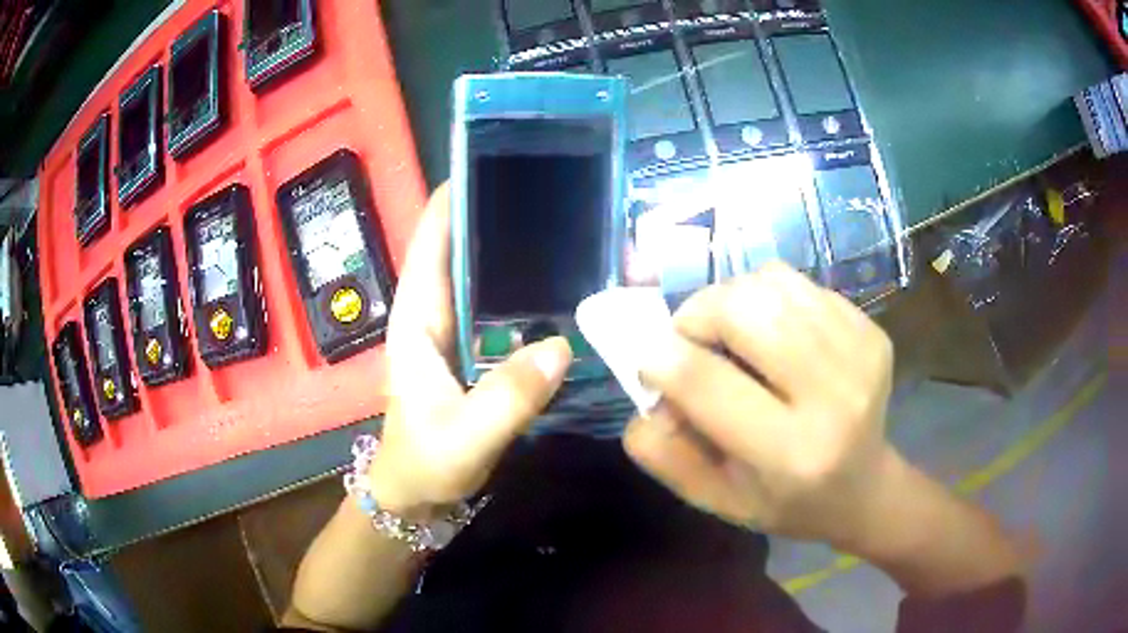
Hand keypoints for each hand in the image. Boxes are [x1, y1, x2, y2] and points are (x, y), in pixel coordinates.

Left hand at [369, 185, 572, 517]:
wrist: (416, 495)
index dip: (450, 204)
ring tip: (561, 225)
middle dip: (490, 216)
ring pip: (478, 276)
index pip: (429, 246)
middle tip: (545, 190)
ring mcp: (452, 332)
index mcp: (416, 321)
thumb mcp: (464, 438)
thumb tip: (560, 346)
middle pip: (456, 250)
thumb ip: (507, 398)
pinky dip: (521, 289)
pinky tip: (560, 285)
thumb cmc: (425, 464)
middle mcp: (431, 315)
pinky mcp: (471, 350)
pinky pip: (496, 307)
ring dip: (509, 249)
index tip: (486, 166)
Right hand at [624, 263, 898, 548]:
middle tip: (692, 341)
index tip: (650, 361)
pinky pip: (797, 283)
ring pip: (769, 284)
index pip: (705, 382)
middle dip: (697, 315)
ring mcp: (859, 353)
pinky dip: (768, 297)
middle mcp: (833, 396)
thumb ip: (665, 452)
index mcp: (790, 454)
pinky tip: (774, 334)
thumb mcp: (714, 499)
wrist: (864, 488)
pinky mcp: (871, 328)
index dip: (660, 358)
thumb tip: (648, 390)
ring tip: (733, 336)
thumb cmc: (784, 502)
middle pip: (742, 309)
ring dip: (732, 300)